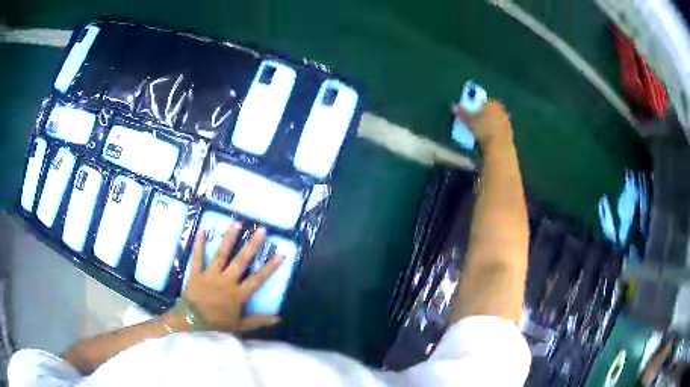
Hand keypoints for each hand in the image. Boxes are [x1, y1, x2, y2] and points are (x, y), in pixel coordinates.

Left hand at [179, 224, 282, 332]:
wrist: (191, 321)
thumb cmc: (216, 324)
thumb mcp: (239, 326)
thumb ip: (258, 321)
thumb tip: (279, 318)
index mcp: (237, 294)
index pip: (257, 279)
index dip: (269, 268)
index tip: (280, 254)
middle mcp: (226, 281)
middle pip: (241, 261)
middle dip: (252, 245)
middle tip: (262, 230)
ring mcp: (210, 275)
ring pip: (221, 255)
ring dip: (229, 239)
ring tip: (237, 223)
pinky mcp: (196, 273)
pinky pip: (198, 257)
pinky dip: (199, 244)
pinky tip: (203, 230)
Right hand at [452, 99, 512, 148]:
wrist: (499, 147)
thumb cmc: (484, 130)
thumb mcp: (470, 121)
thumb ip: (463, 113)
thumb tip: (453, 106)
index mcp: (493, 104)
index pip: (484, 101)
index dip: (477, 105)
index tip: (471, 111)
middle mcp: (501, 110)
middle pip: (491, 110)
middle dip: (484, 114)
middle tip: (476, 121)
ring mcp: (507, 122)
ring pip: (496, 120)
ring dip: (490, 123)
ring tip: (481, 131)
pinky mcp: (510, 133)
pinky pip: (500, 130)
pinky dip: (495, 132)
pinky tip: (489, 138)